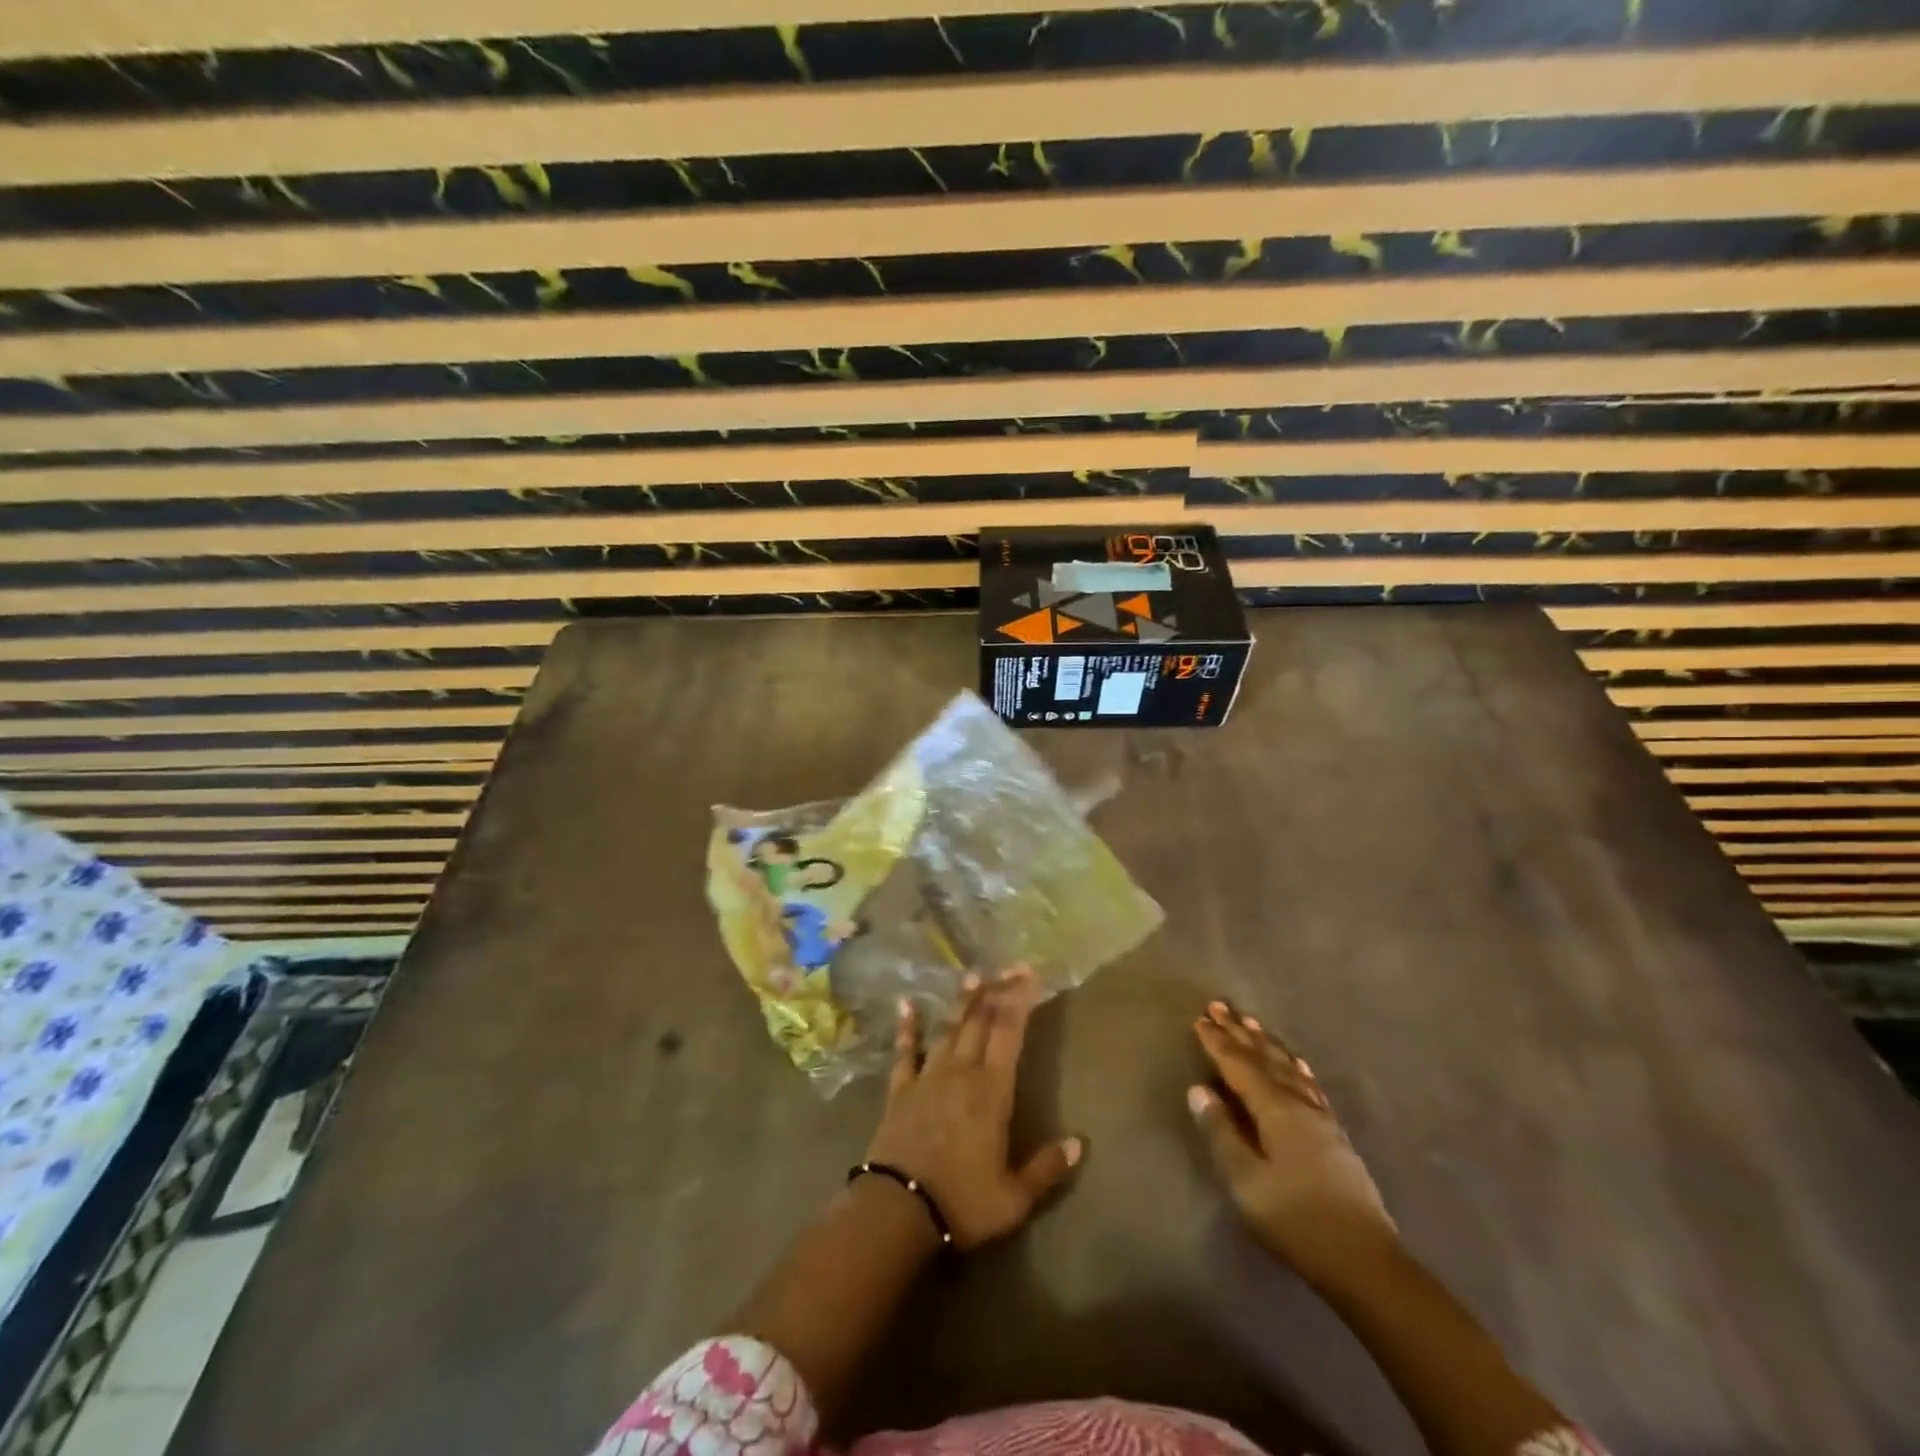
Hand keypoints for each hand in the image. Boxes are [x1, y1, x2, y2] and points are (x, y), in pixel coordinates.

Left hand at [864, 968, 1081, 1249]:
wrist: (898, 1210)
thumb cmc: (962, 1202)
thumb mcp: (1014, 1197)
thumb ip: (1046, 1168)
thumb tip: (1079, 1143)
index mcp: (992, 1092)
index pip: (1010, 1034)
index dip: (1020, 1001)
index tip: (1030, 974)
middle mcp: (962, 1073)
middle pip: (981, 1022)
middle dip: (997, 992)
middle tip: (1009, 967)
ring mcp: (928, 1077)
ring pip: (949, 1029)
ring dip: (962, 1002)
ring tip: (972, 976)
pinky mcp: (901, 1089)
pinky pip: (906, 1051)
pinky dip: (907, 1027)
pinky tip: (906, 1004)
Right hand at [1189, 1000, 1399, 1285]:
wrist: (1365, 1261)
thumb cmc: (1296, 1219)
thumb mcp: (1246, 1181)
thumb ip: (1222, 1133)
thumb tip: (1199, 1090)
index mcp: (1275, 1110)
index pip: (1239, 1066)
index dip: (1218, 1043)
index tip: (1200, 1018)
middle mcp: (1299, 1103)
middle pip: (1265, 1059)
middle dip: (1240, 1033)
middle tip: (1220, 1005)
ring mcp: (1321, 1119)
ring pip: (1288, 1068)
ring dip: (1267, 1044)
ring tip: (1252, 1023)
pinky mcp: (1335, 1136)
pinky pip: (1311, 1086)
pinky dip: (1298, 1068)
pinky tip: (1298, 1064)